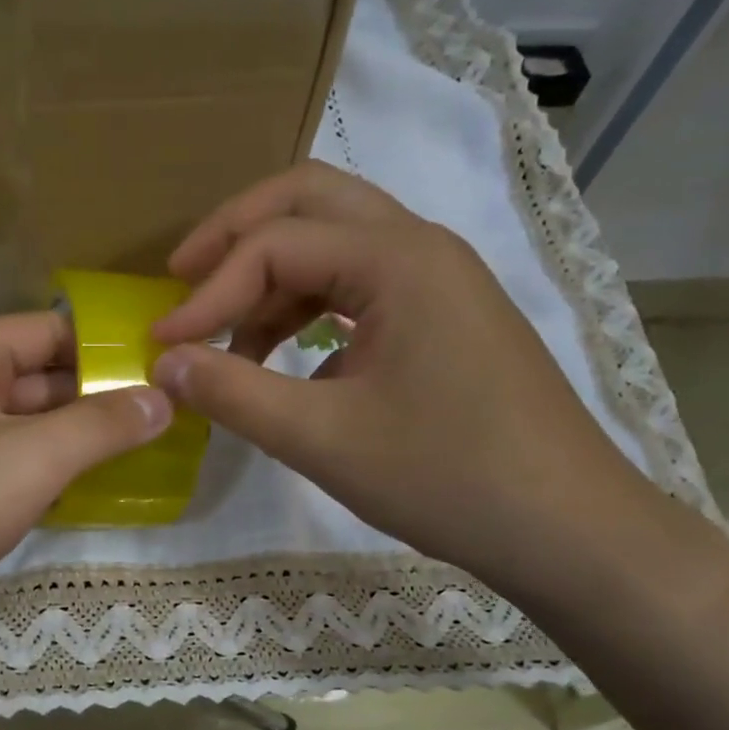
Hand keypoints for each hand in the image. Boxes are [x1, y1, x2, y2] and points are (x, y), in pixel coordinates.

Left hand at [0, 312, 172, 635]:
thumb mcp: (29, 459)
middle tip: (176, 420)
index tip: (174, 372)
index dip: (114, 349)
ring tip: (151, 455)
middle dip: (103, 400)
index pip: (56, 331)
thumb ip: (101, 425)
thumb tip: (164, 396)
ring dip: (79, 442)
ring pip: (26, 427)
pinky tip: (92, 494)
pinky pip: (5, 465)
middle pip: (43, 379)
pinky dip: (45, 476)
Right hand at [150, 161, 655, 592]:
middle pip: (309, 200)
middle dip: (235, 235)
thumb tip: (164, 362)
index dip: (207, 292)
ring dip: (270, 275)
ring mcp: (438, 280)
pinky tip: (283, 360)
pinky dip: (307, 307)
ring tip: (226, 339)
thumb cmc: (447, 478)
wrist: (567, 529)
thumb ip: (233, 393)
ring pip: (334, 240)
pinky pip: (358, 284)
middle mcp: (421, 248)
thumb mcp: (322, 438)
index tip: (161, 343)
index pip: (275, 245)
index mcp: (398, 260)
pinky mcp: (442, 317)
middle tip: (181, 279)